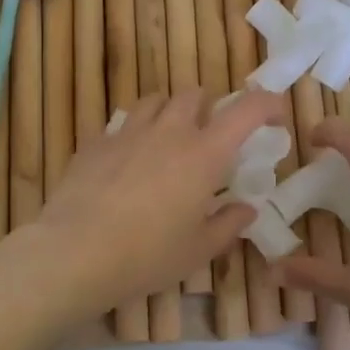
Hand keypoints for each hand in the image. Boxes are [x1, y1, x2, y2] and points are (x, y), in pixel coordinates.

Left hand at [25, 88, 287, 318]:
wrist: (74, 253)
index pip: (247, 110)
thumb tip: (245, 209)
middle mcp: (169, 132)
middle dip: (209, 106)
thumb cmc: (147, 255)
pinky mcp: (95, 143)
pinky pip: (121, 125)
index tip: (275, 115)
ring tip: (167, 140)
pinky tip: (127, 162)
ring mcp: (128, 133)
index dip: (267, 104)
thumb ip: (227, 225)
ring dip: (168, 112)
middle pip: (194, 94)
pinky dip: (133, 134)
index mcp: (204, 154)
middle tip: (209, 135)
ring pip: (154, 101)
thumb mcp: (197, 250)